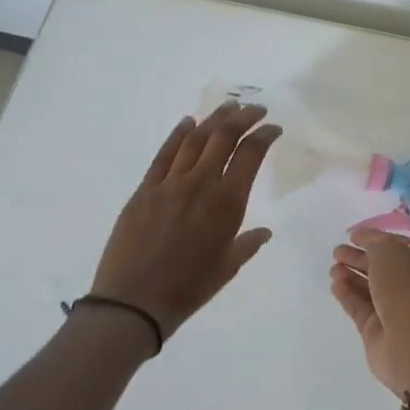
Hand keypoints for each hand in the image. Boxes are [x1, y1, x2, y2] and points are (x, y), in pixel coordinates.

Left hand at [90, 102, 281, 343]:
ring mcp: (170, 184)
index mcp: (227, 203)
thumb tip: (264, 232)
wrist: (135, 301)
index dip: (264, 135)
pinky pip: (164, 154)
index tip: (274, 128)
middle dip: (243, 117)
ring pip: (195, 139)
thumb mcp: (228, 267)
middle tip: (254, 109)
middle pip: (224, 137)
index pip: (251, 154)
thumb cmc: (189, 288)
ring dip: (213, 119)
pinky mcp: (145, 190)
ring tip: (228, 108)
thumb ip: (248, 243)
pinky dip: (178, 134)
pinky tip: (188, 123)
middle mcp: (201, 184)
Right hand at [329, 228, 409, 395]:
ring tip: (333, 267)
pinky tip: (335, 284)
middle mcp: (408, 285)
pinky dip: (347, 295)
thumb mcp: (390, 253)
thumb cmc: (408, 289)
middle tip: (337, 252)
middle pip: (380, 268)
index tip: (353, 235)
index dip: (375, 239)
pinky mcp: (375, 331)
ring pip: (368, 288)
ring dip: (350, 275)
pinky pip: (359, 307)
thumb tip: (363, 237)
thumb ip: (374, 243)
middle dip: (359, 258)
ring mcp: (392, 309)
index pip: (396, 247)